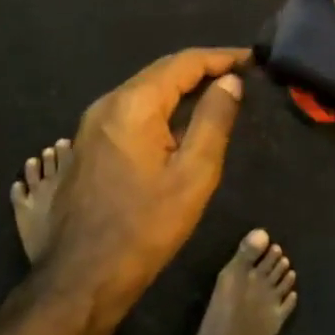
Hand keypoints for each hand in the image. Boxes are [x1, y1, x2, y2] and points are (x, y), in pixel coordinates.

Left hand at [43, 48, 248, 306]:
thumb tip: (230, 81)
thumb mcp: (193, 174)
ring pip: (145, 90)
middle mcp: (107, 103)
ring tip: (219, 93)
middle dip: (203, 68)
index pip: (184, 63)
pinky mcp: (88, 144)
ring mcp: (92, 124)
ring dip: (182, 87)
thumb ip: (214, 120)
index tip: (253, 60)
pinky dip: (162, 106)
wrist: (81, 277)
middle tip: (241, 74)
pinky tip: (182, 121)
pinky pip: (132, 110)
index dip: (222, 57)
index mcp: (133, 104)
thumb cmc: (145, 227)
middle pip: (162, 71)